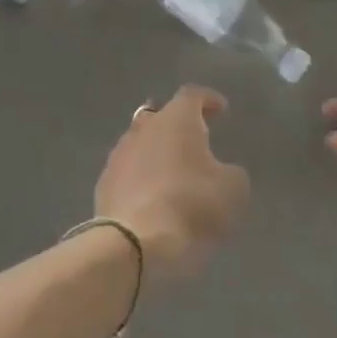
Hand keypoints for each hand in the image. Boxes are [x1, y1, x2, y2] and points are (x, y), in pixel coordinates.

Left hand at [94, 86, 249, 281]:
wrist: (134, 242)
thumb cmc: (190, 206)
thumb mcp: (232, 190)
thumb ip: (231, 173)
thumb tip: (223, 171)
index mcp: (177, 119)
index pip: (193, 95)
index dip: (208, 100)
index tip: (220, 109)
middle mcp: (145, 127)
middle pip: (163, 115)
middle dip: (179, 124)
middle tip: (197, 139)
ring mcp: (120, 153)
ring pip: (142, 142)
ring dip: (158, 151)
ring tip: (174, 171)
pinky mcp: (105, 182)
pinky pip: (128, 170)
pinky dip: (141, 176)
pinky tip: (152, 195)